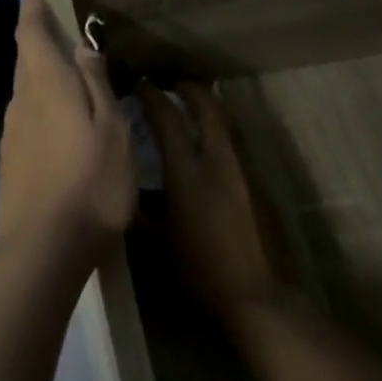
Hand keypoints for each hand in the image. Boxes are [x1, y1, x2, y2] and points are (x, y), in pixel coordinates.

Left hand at [0, 0, 134, 258]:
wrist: (44, 247)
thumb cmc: (91, 184)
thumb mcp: (111, 131)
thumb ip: (96, 86)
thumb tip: (81, 49)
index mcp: (47, 87)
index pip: (31, 36)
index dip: (32, 12)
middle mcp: (22, 103)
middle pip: (25, 61)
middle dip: (36, 39)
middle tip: (54, 26)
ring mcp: (13, 134)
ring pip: (25, 89)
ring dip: (39, 72)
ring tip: (62, 68)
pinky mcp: (12, 160)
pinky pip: (25, 115)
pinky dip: (39, 102)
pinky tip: (56, 115)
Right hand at [137, 82, 289, 324]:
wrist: (257, 297)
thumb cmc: (199, 271)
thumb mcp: (157, 243)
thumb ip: (138, 211)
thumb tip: (121, 189)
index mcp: (188, 175)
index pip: (168, 122)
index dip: (153, 98)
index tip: (141, 84)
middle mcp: (219, 163)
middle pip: (208, 110)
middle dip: (191, 90)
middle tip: (175, 83)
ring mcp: (244, 173)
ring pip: (228, 125)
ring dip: (211, 108)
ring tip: (195, 104)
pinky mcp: (260, 186)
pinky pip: (237, 145)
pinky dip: (223, 133)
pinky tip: (213, 145)